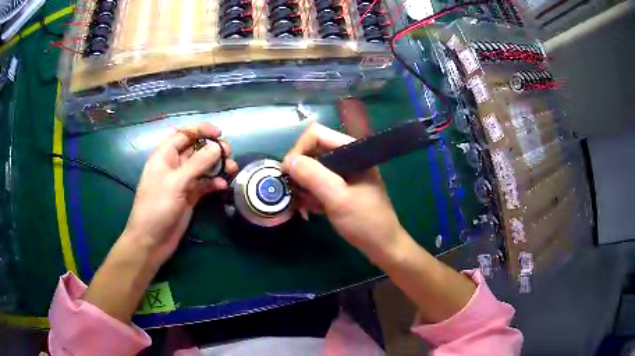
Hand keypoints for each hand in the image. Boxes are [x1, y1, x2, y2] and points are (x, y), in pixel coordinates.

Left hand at [123, 123, 237, 266]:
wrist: (151, 240)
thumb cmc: (157, 207)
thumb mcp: (176, 183)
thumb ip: (197, 164)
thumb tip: (217, 147)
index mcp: (165, 156)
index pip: (184, 134)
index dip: (201, 130)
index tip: (219, 134)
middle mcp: (174, 165)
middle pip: (196, 149)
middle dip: (213, 149)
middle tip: (228, 154)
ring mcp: (182, 182)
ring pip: (203, 167)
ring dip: (217, 166)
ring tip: (231, 169)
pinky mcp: (190, 197)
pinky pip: (204, 184)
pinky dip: (214, 183)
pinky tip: (222, 186)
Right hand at [282, 123, 403, 262]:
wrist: (382, 246)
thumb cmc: (365, 222)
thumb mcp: (338, 198)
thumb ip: (313, 176)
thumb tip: (288, 161)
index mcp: (352, 151)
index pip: (316, 135)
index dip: (298, 151)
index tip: (289, 175)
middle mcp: (348, 156)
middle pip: (312, 151)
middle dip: (300, 171)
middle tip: (297, 193)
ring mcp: (345, 172)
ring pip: (313, 168)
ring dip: (304, 185)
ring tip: (306, 205)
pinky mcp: (342, 186)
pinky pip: (318, 182)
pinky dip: (311, 194)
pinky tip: (313, 209)